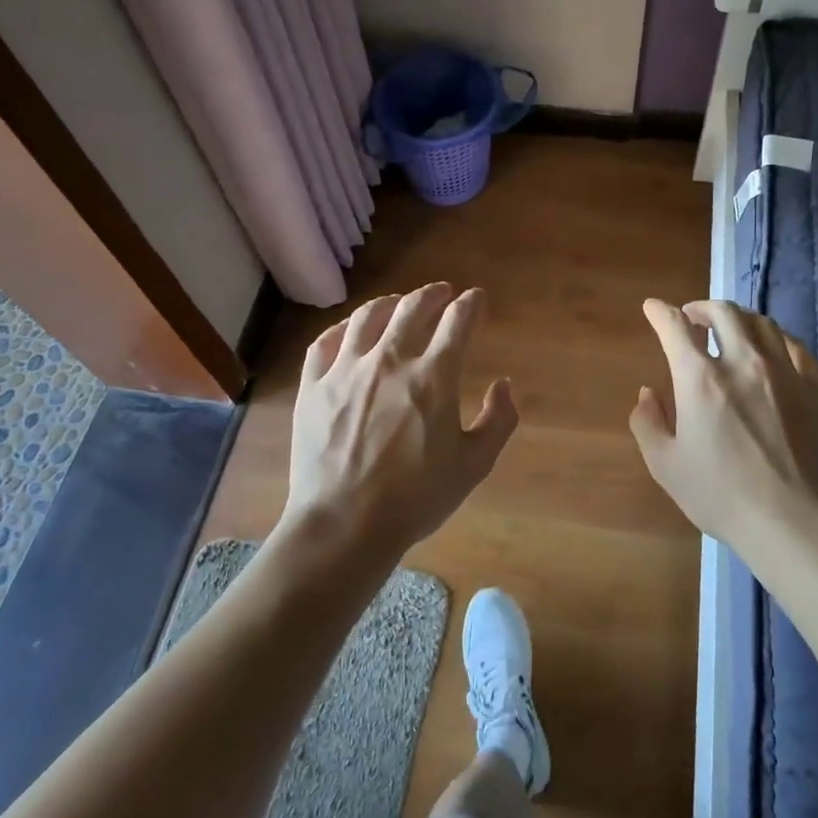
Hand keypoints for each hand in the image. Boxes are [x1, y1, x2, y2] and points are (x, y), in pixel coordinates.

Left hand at [285, 283, 518, 564]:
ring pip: (368, 317)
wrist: (344, 525)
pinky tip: (350, 330)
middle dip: (433, 294)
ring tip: (398, 303)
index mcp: (433, 377)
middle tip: (442, 292)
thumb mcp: (474, 465)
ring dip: (390, 303)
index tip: (476, 298)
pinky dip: (342, 328)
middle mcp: (389, 360)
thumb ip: (498, 421)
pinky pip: (325, 342)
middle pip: (413, 308)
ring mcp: (345, 370)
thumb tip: (505, 385)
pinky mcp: (313, 386)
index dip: (470, 304)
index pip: (457, 322)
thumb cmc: (415, 498)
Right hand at [629, 299, 817, 549]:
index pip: (675, 327)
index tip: (652, 308)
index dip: (660, 312)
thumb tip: (648, 393)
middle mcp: (742, 362)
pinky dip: (776, 338)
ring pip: (761, 322)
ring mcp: (785, 372)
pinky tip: (772, 349)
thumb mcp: (665, 465)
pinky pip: (796, 346)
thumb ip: (648, 422)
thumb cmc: (722, 496)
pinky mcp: (817, 388)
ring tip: (730, 329)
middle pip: (723, 311)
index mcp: (700, 379)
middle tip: (692, 317)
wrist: (795, 523)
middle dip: (701, 307)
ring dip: (738, 318)